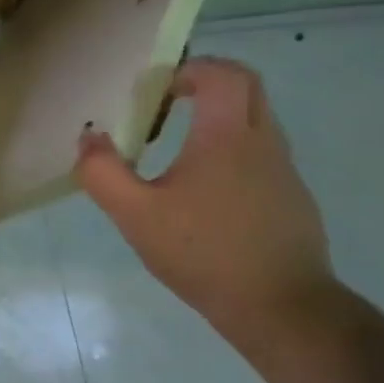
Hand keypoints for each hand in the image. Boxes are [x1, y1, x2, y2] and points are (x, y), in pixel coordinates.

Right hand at [73, 57, 336, 351]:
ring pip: (257, 121)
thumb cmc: (205, 254)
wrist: (285, 313)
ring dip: (220, 119)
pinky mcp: (294, 201)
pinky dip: (233, 152)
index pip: (224, 74)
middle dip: (208, 84)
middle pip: (248, 87)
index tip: (159, 89)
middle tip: (168, 103)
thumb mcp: (135, 214)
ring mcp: (285, 173)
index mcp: (227, 137)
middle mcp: (263, 144)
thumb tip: (89, 138)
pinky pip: (263, 155)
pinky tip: (205, 193)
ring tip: (179, 150)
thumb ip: (103, 172)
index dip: (191, 68)